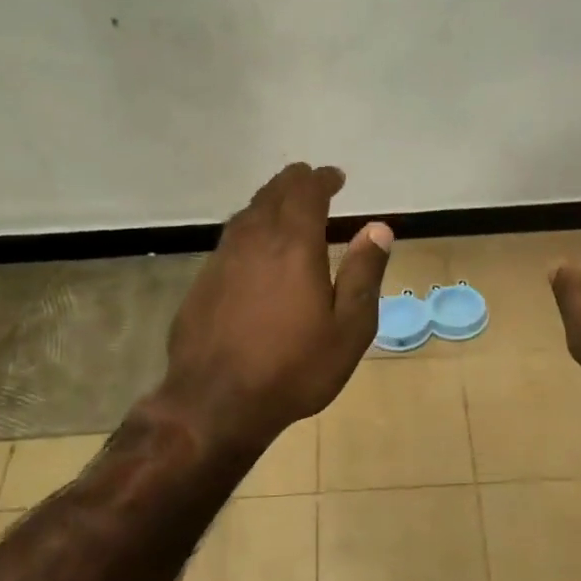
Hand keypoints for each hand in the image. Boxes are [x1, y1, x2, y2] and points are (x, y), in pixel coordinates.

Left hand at [154, 163, 391, 454]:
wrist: (216, 403)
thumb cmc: (294, 369)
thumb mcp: (348, 329)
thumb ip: (363, 275)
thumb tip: (378, 228)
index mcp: (294, 246)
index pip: (306, 192)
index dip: (322, 179)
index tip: (336, 178)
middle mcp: (254, 241)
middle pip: (272, 194)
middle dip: (294, 183)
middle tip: (312, 184)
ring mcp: (222, 260)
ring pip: (246, 214)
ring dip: (269, 203)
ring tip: (285, 209)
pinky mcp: (202, 282)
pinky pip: (230, 240)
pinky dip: (249, 230)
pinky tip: (255, 250)